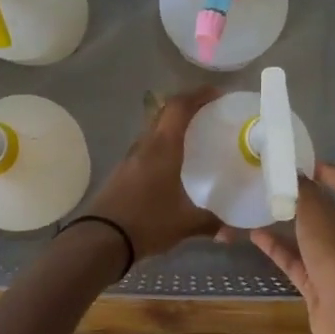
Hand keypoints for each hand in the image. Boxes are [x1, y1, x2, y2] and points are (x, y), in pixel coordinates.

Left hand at [86, 88, 221, 261]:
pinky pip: (147, 148)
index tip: (217, 94)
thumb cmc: (146, 222)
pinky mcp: (123, 171)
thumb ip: (212, 223)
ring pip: (154, 130)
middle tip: (211, 114)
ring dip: (173, 127)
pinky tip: (174, 164)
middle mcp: (145, 145)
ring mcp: (130, 157)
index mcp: (162, 147)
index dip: (198, 95)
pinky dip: (163, 145)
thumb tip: (234, 232)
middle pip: (165, 113)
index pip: (179, 107)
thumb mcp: (185, 223)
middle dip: (187, 107)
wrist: (100, 239)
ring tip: (196, 137)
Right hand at [239, 162, 334, 333]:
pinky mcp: (319, 283)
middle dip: (304, 198)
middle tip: (276, 185)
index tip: (303, 163)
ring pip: (309, 237)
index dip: (329, 171)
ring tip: (262, 207)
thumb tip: (297, 175)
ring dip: (288, 224)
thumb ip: (304, 192)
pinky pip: (296, 260)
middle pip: (328, 210)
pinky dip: (278, 248)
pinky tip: (255, 236)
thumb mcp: (317, 214)